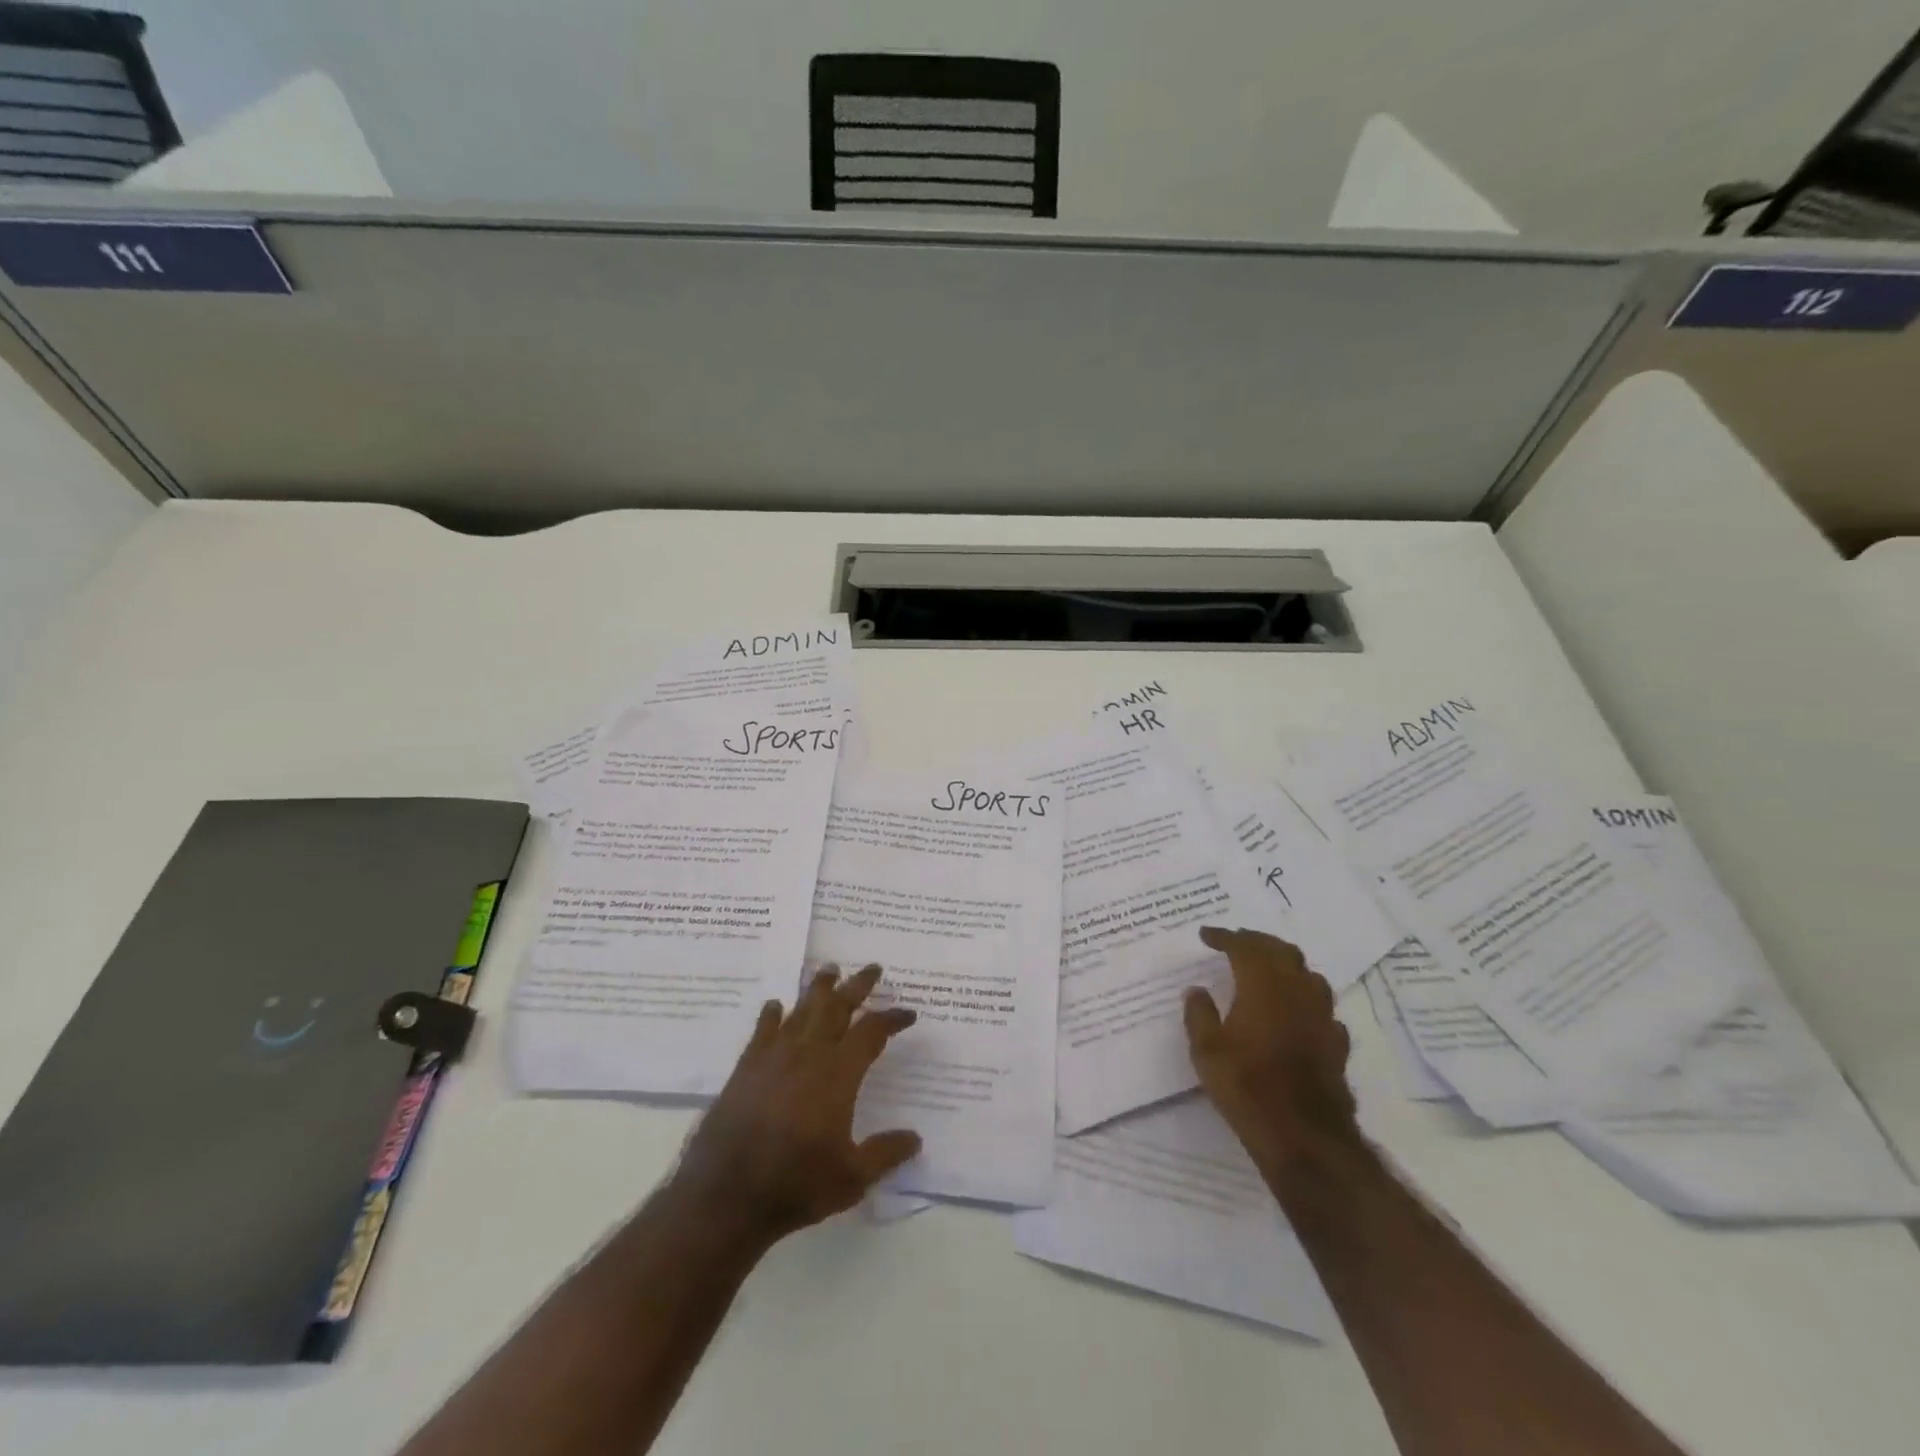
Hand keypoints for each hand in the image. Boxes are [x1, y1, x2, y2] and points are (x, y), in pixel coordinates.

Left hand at [673, 964, 921, 1243]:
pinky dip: (771, 1015)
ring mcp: (774, 1057)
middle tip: (873, 968)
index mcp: (838, 1074)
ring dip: (818, 989)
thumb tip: (915, 1139)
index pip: (872, 1032)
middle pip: (837, 1008)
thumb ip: (885, 1154)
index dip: (892, 1019)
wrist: (726, 1195)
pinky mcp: (746, 1068)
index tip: (908, 1013)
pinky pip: (763, 1030)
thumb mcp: (852, 1178)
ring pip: (801, 1010)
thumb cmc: (795, 1184)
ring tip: (829, 970)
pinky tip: (775, 1006)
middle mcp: (808, 1054)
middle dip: (858, 986)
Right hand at [1184, 926, 1362, 1174]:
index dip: (1225, 936)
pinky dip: (1304, 998)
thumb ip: (1199, 1015)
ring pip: (1308, 974)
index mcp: (1262, 986)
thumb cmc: (1247, 1086)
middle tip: (1237, 941)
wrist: (1304, 1135)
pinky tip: (1296, 1011)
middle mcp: (1296, 992)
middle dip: (1258, 941)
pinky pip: (1321, 1007)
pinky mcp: (1336, 1042)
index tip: (1207, 935)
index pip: (1244, 947)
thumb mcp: (1206, 1051)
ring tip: (1269, 969)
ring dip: (1286, 964)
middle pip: (1282, 951)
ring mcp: (1321, 1017)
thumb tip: (1197, 990)